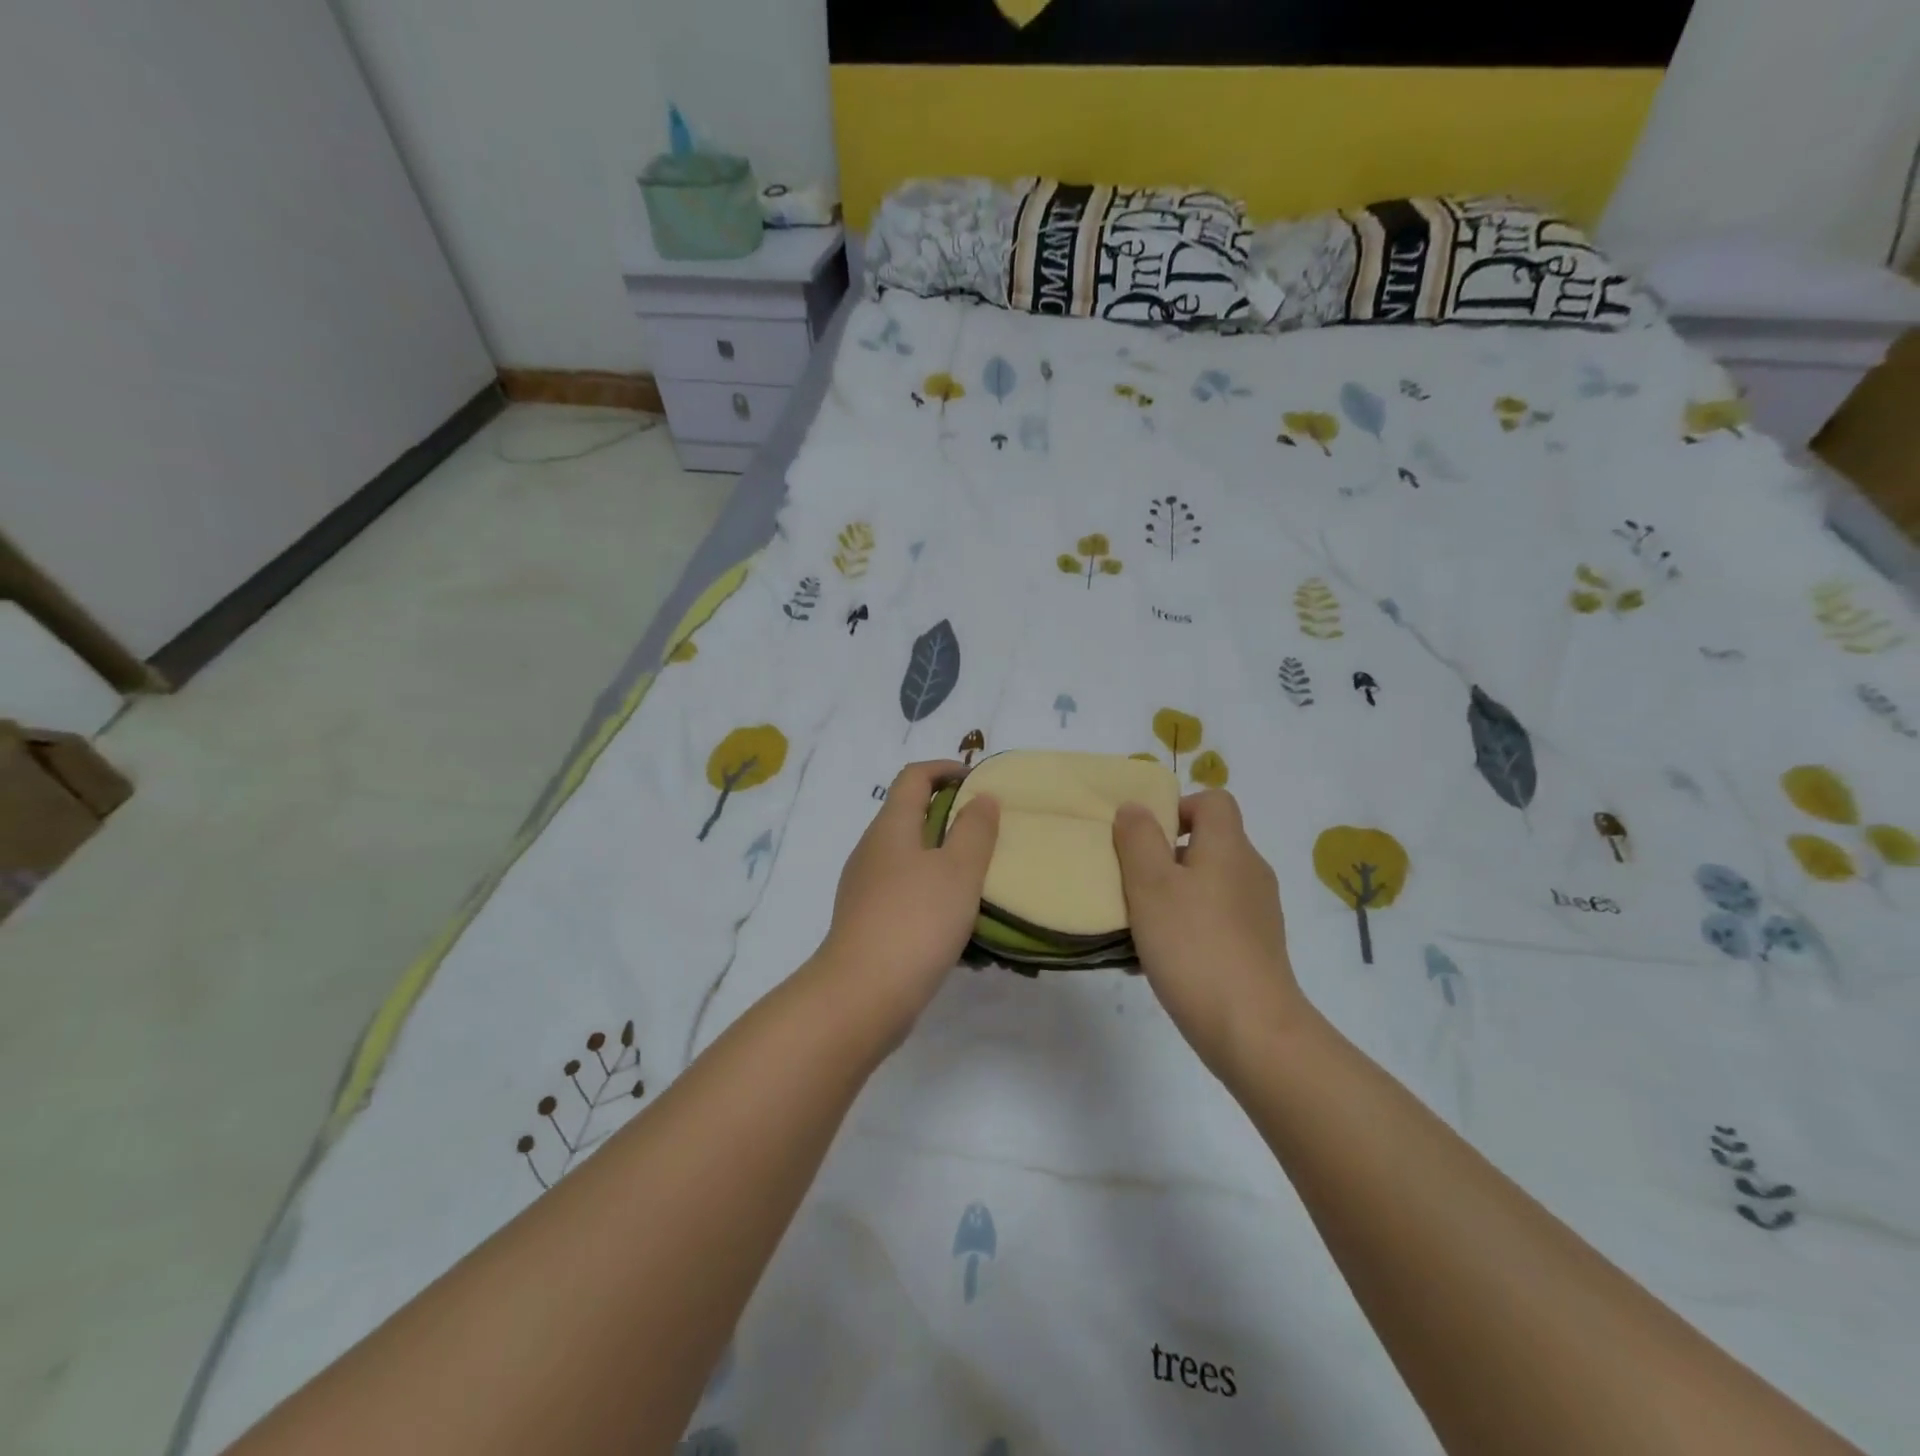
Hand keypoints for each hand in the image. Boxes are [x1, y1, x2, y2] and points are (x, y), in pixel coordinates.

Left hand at [813, 760, 998, 1044]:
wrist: (861, 996)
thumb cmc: (916, 921)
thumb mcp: (958, 870)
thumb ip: (975, 830)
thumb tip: (980, 798)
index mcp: (890, 827)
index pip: (914, 777)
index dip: (945, 769)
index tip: (978, 781)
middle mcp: (872, 850)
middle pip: (910, 816)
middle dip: (950, 817)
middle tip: (989, 833)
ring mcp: (865, 888)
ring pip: (910, 859)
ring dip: (944, 861)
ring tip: (982, 881)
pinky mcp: (867, 922)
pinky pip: (906, 894)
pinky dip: (933, 895)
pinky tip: (959, 925)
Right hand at [1113, 790, 1306, 1078]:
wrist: (1251, 1029)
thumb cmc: (1193, 945)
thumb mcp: (1150, 885)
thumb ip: (1138, 839)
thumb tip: (1135, 807)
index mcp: (1229, 848)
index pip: (1214, 801)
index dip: (1178, 807)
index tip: (1145, 837)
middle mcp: (1250, 872)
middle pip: (1208, 843)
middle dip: (1166, 857)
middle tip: (1132, 881)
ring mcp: (1258, 913)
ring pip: (1208, 885)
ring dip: (1173, 895)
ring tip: (1140, 925)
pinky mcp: (1257, 948)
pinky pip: (1216, 920)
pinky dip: (1189, 926)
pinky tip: (1161, 958)